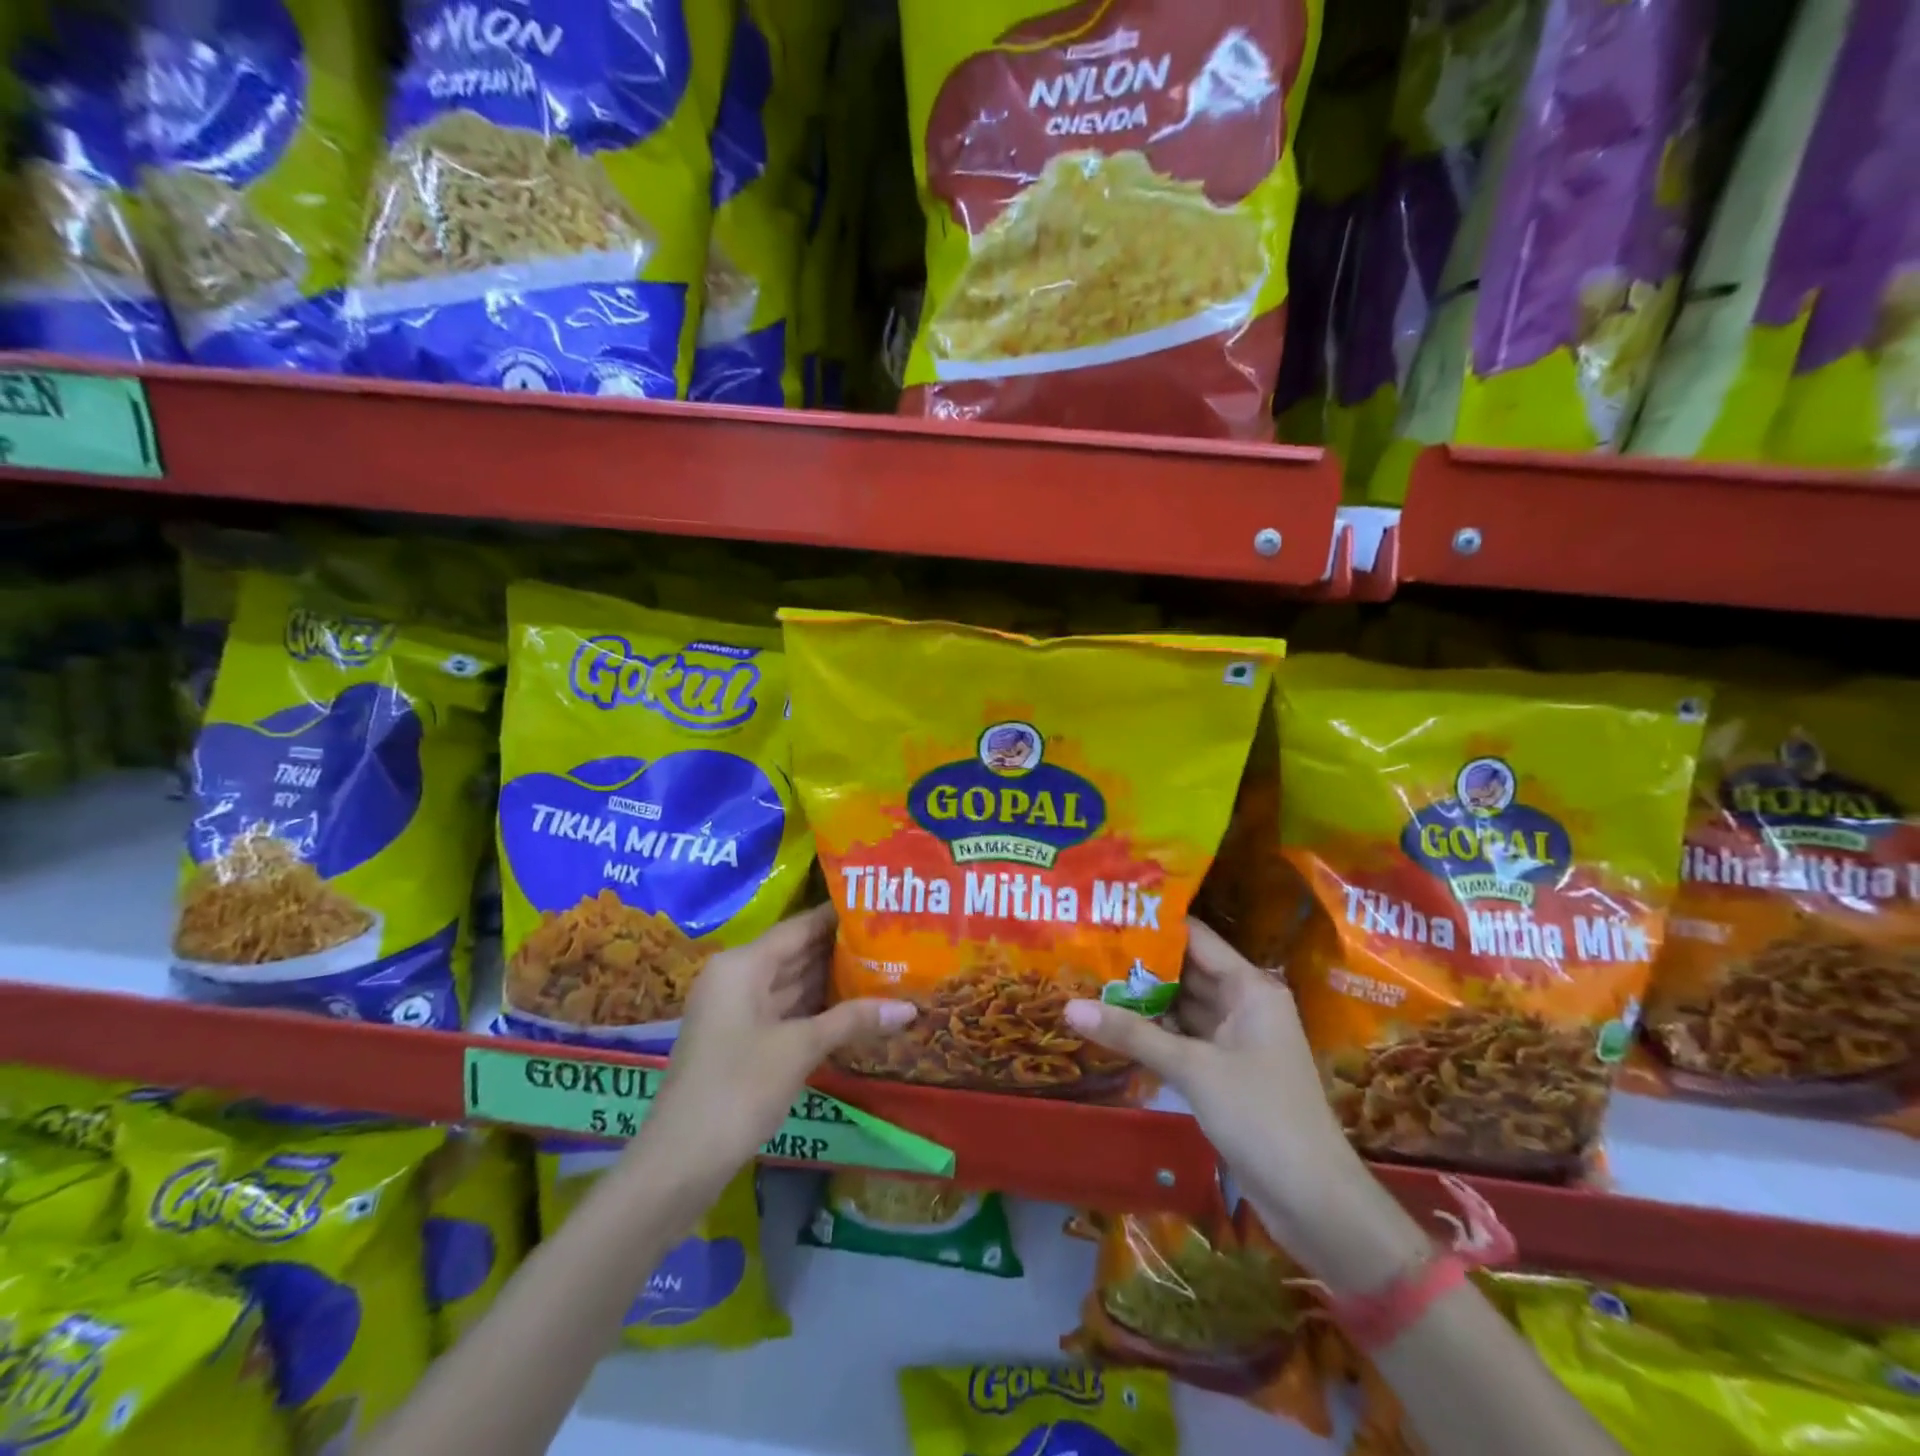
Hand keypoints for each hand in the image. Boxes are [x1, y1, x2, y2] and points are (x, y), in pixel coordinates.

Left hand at [636, 905, 915, 1191]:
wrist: (679, 1163)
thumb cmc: (738, 1089)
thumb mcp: (799, 1049)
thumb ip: (852, 1020)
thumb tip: (909, 1008)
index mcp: (743, 965)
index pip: (799, 927)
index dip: (838, 917)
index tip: (879, 907)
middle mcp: (737, 977)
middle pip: (795, 953)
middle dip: (840, 949)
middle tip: (892, 939)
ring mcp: (737, 1010)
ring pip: (791, 983)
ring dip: (832, 980)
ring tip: (883, 967)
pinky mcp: (741, 1039)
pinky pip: (785, 1010)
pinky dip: (816, 1008)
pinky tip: (854, 1007)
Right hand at [1065, 921, 1423, 1285]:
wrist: (1315, 1201)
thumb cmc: (1261, 1116)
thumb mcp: (1193, 1069)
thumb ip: (1132, 1034)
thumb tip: (1069, 1007)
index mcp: (1250, 988)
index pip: (1197, 939)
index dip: (1155, 925)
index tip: (1108, 912)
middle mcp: (1245, 1004)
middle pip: (1187, 971)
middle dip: (1141, 963)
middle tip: (1087, 947)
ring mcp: (1237, 1040)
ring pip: (1184, 1007)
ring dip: (1144, 1000)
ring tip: (1090, 979)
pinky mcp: (1227, 1072)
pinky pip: (1186, 1039)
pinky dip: (1155, 1033)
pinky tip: (1115, 1025)